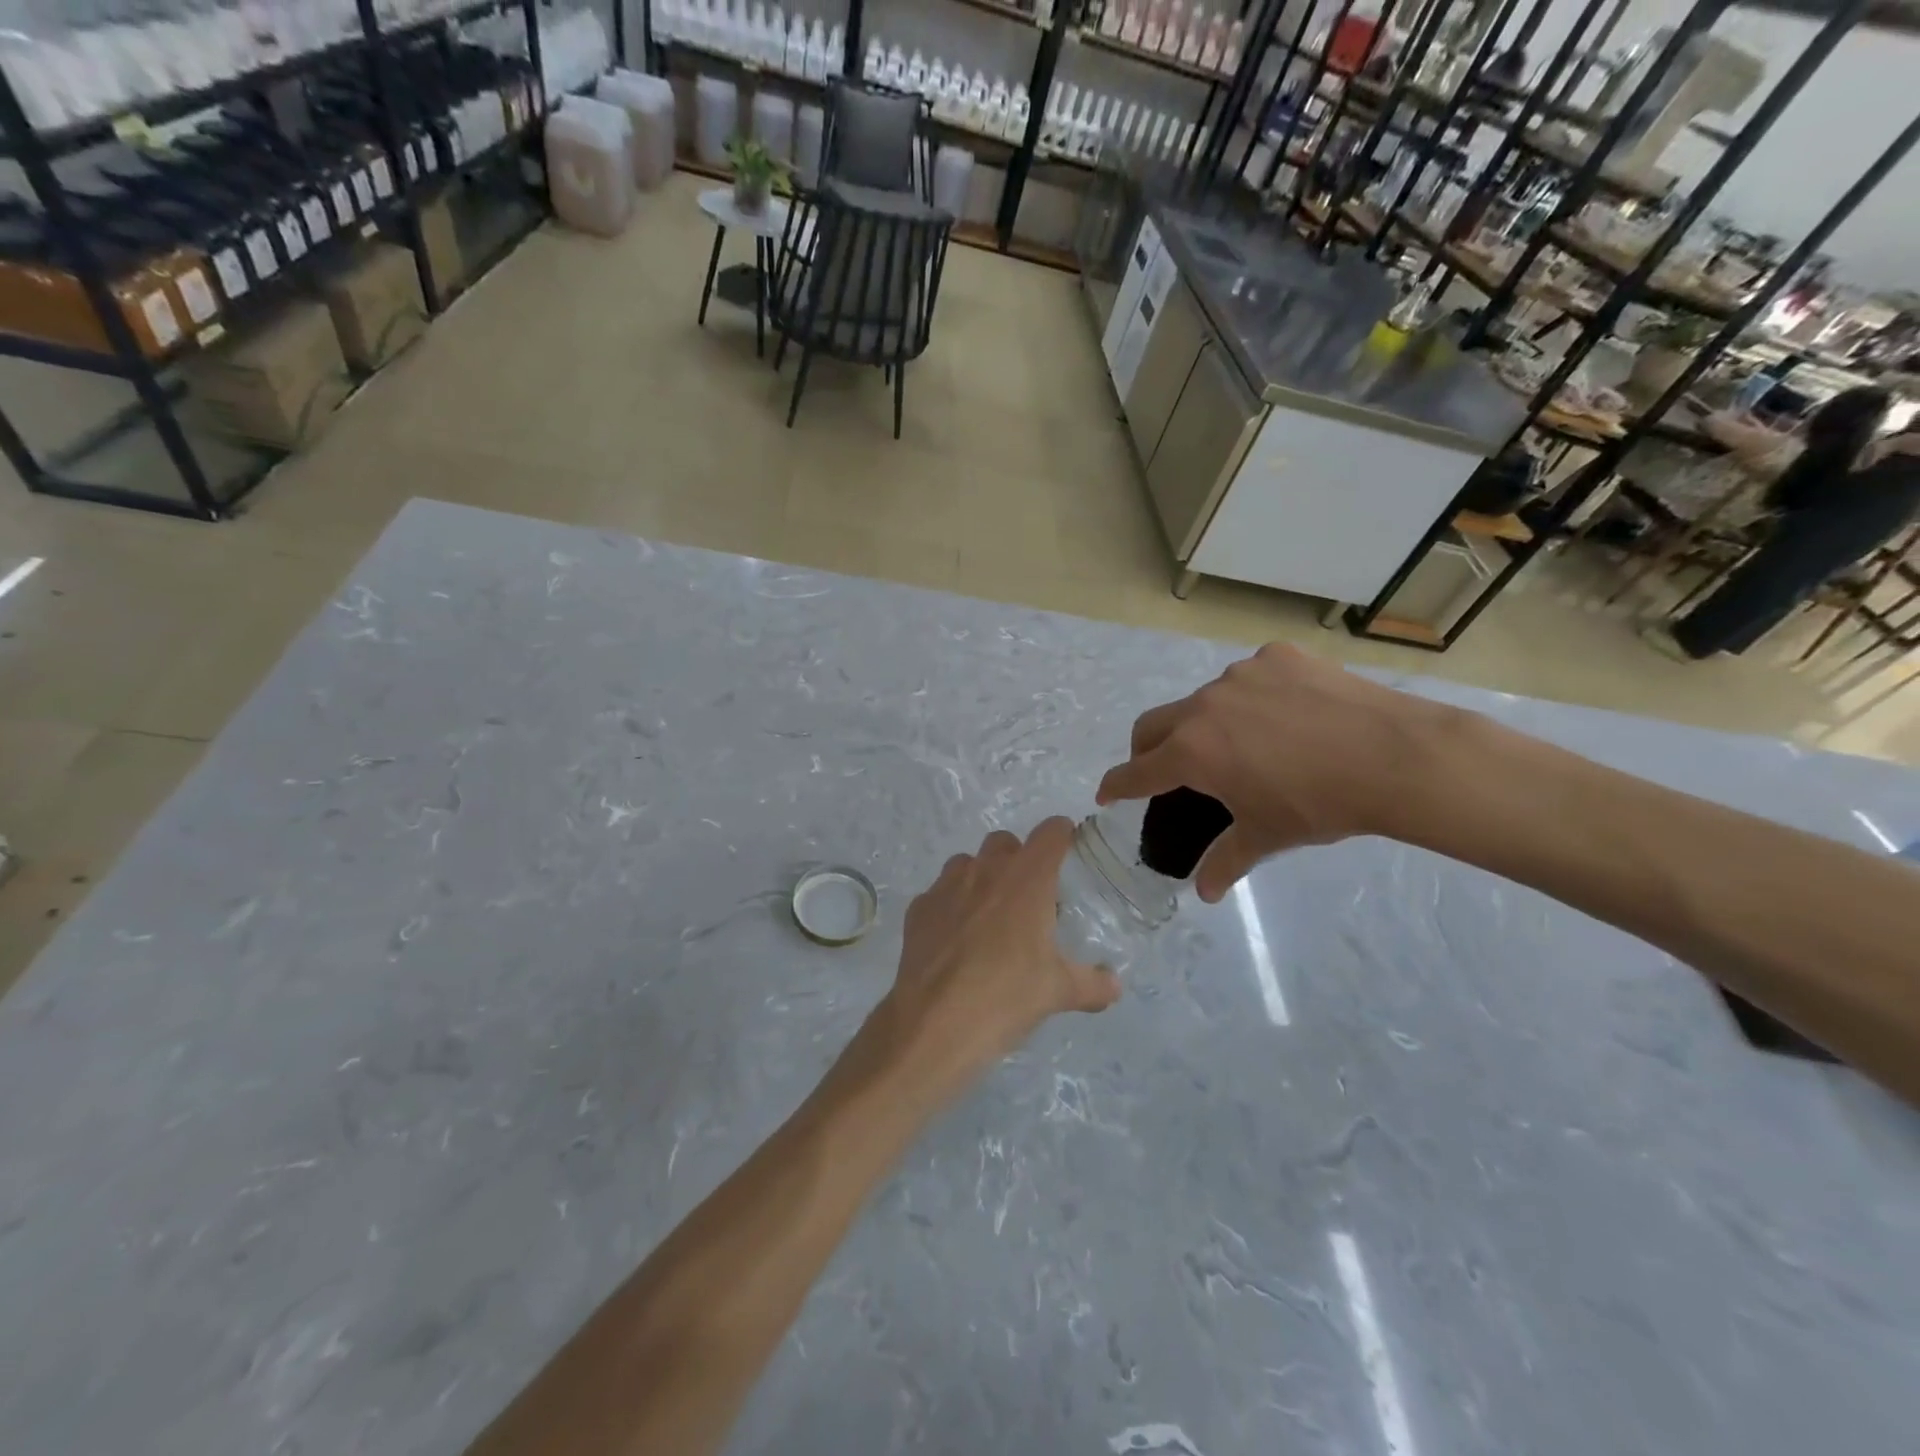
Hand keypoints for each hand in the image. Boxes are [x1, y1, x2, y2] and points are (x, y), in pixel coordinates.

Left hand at [871, 819, 1119, 1105]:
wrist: (934, 1022)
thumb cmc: (1006, 996)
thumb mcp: (1058, 992)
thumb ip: (1092, 984)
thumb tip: (1115, 986)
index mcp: (1027, 879)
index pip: (1050, 833)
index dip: (1062, 834)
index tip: (1068, 847)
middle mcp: (985, 870)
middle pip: (1005, 842)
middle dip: (1019, 858)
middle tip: (1029, 896)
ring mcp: (946, 886)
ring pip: (967, 863)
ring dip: (982, 878)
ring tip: (990, 917)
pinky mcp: (918, 909)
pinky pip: (939, 894)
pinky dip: (951, 906)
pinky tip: (956, 939)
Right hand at [1096, 644, 1455, 901]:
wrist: (1394, 757)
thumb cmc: (1320, 804)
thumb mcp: (1267, 836)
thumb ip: (1227, 861)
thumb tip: (1204, 894)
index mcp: (1192, 752)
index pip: (1135, 772)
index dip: (1115, 786)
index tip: (1106, 794)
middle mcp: (1203, 706)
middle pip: (1153, 725)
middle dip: (1147, 750)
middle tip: (1165, 772)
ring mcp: (1240, 675)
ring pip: (1204, 700)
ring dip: (1206, 723)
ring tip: (1244, 745)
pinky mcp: (1276, 656)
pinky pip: (1249, 677)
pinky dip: (1251, 698)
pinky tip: (1285, 716)